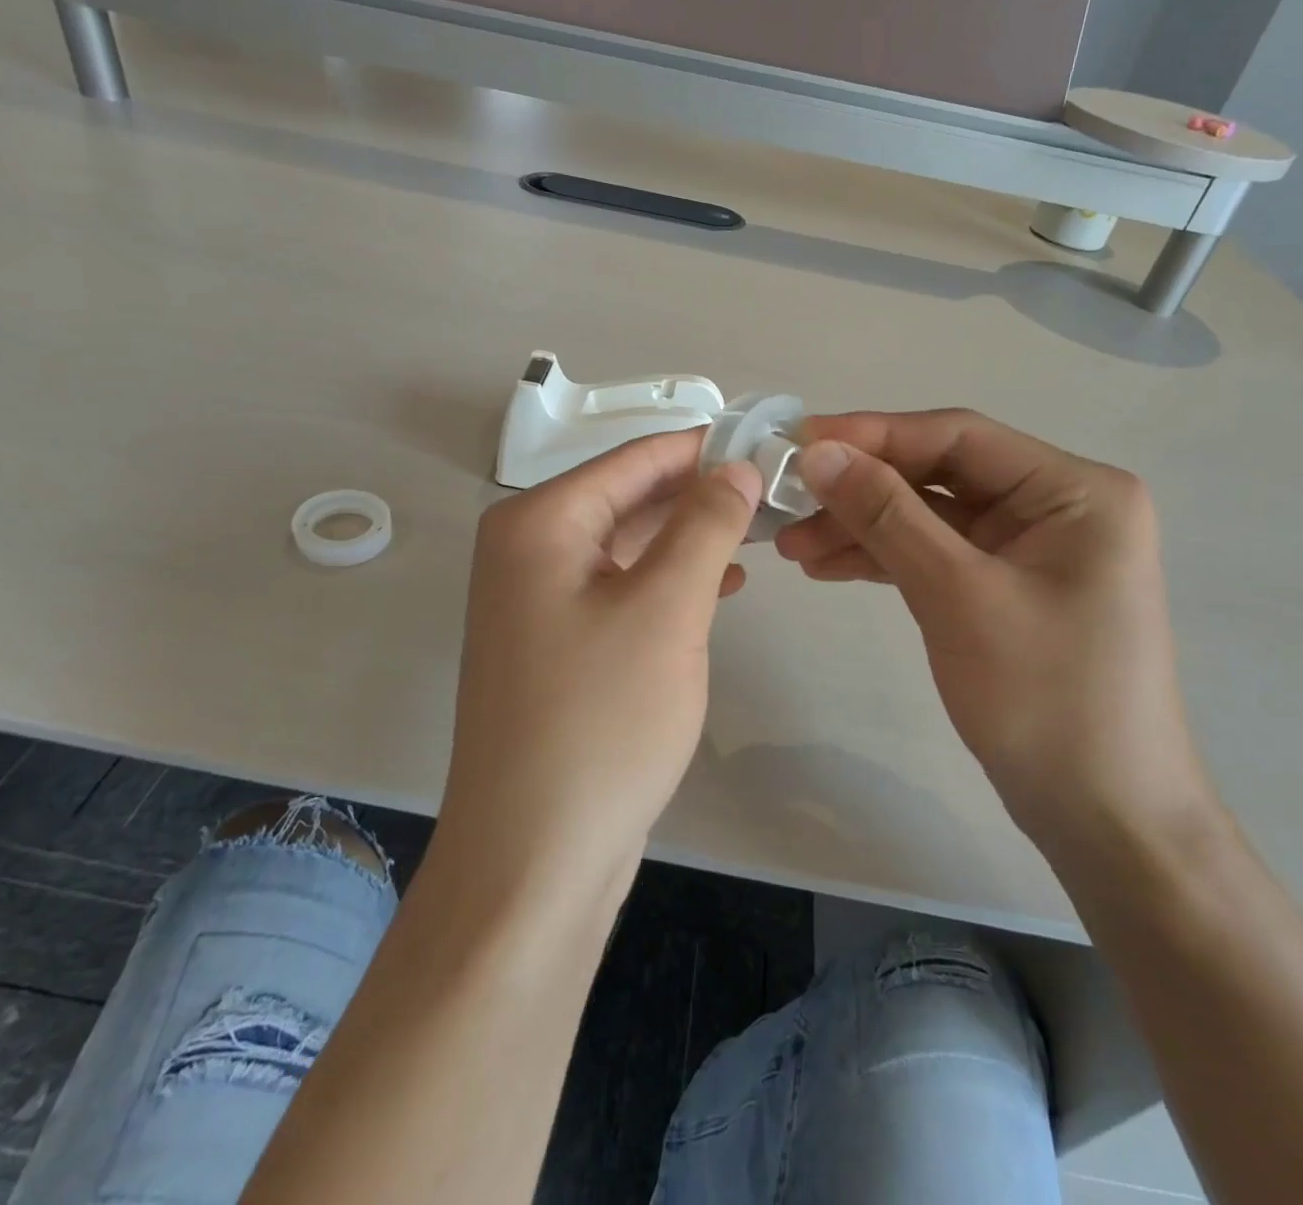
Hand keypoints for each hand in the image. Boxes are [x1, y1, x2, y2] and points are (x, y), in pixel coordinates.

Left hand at [441, 429, 761, 888]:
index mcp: (538, 522)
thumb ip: (705, 525)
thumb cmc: (601, 720)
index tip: (769, 444)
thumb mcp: (666, 609)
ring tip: (758, 532)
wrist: (535, 858)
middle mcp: (527, 549)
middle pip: (627, 497)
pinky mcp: (555, 644)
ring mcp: (536, 600)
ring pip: (627, 544)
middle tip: (775, 491)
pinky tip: (720, 586)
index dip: (704, 447)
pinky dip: (667, 581)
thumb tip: (736, 466)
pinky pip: (619, 588)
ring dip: (689, 537)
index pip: (634, 459)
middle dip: (700, 493)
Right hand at [775, 410, 1214, 853]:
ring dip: (862, 527)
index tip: (798, 443)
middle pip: (939, 474)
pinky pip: (935, 555)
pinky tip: (829, 566)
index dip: (873, 434)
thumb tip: (818, 452)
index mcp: (1073, 491)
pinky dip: (884, 559)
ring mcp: (1030, 549)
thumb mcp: (958, 596)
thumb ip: (887, 516)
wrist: (1104, 818)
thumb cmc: (1047, 699)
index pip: (958, 436)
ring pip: (929, 516)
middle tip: (786, 503)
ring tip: (793, 547)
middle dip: (861, 490)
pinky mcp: (1005, 587)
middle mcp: (1055, 506)